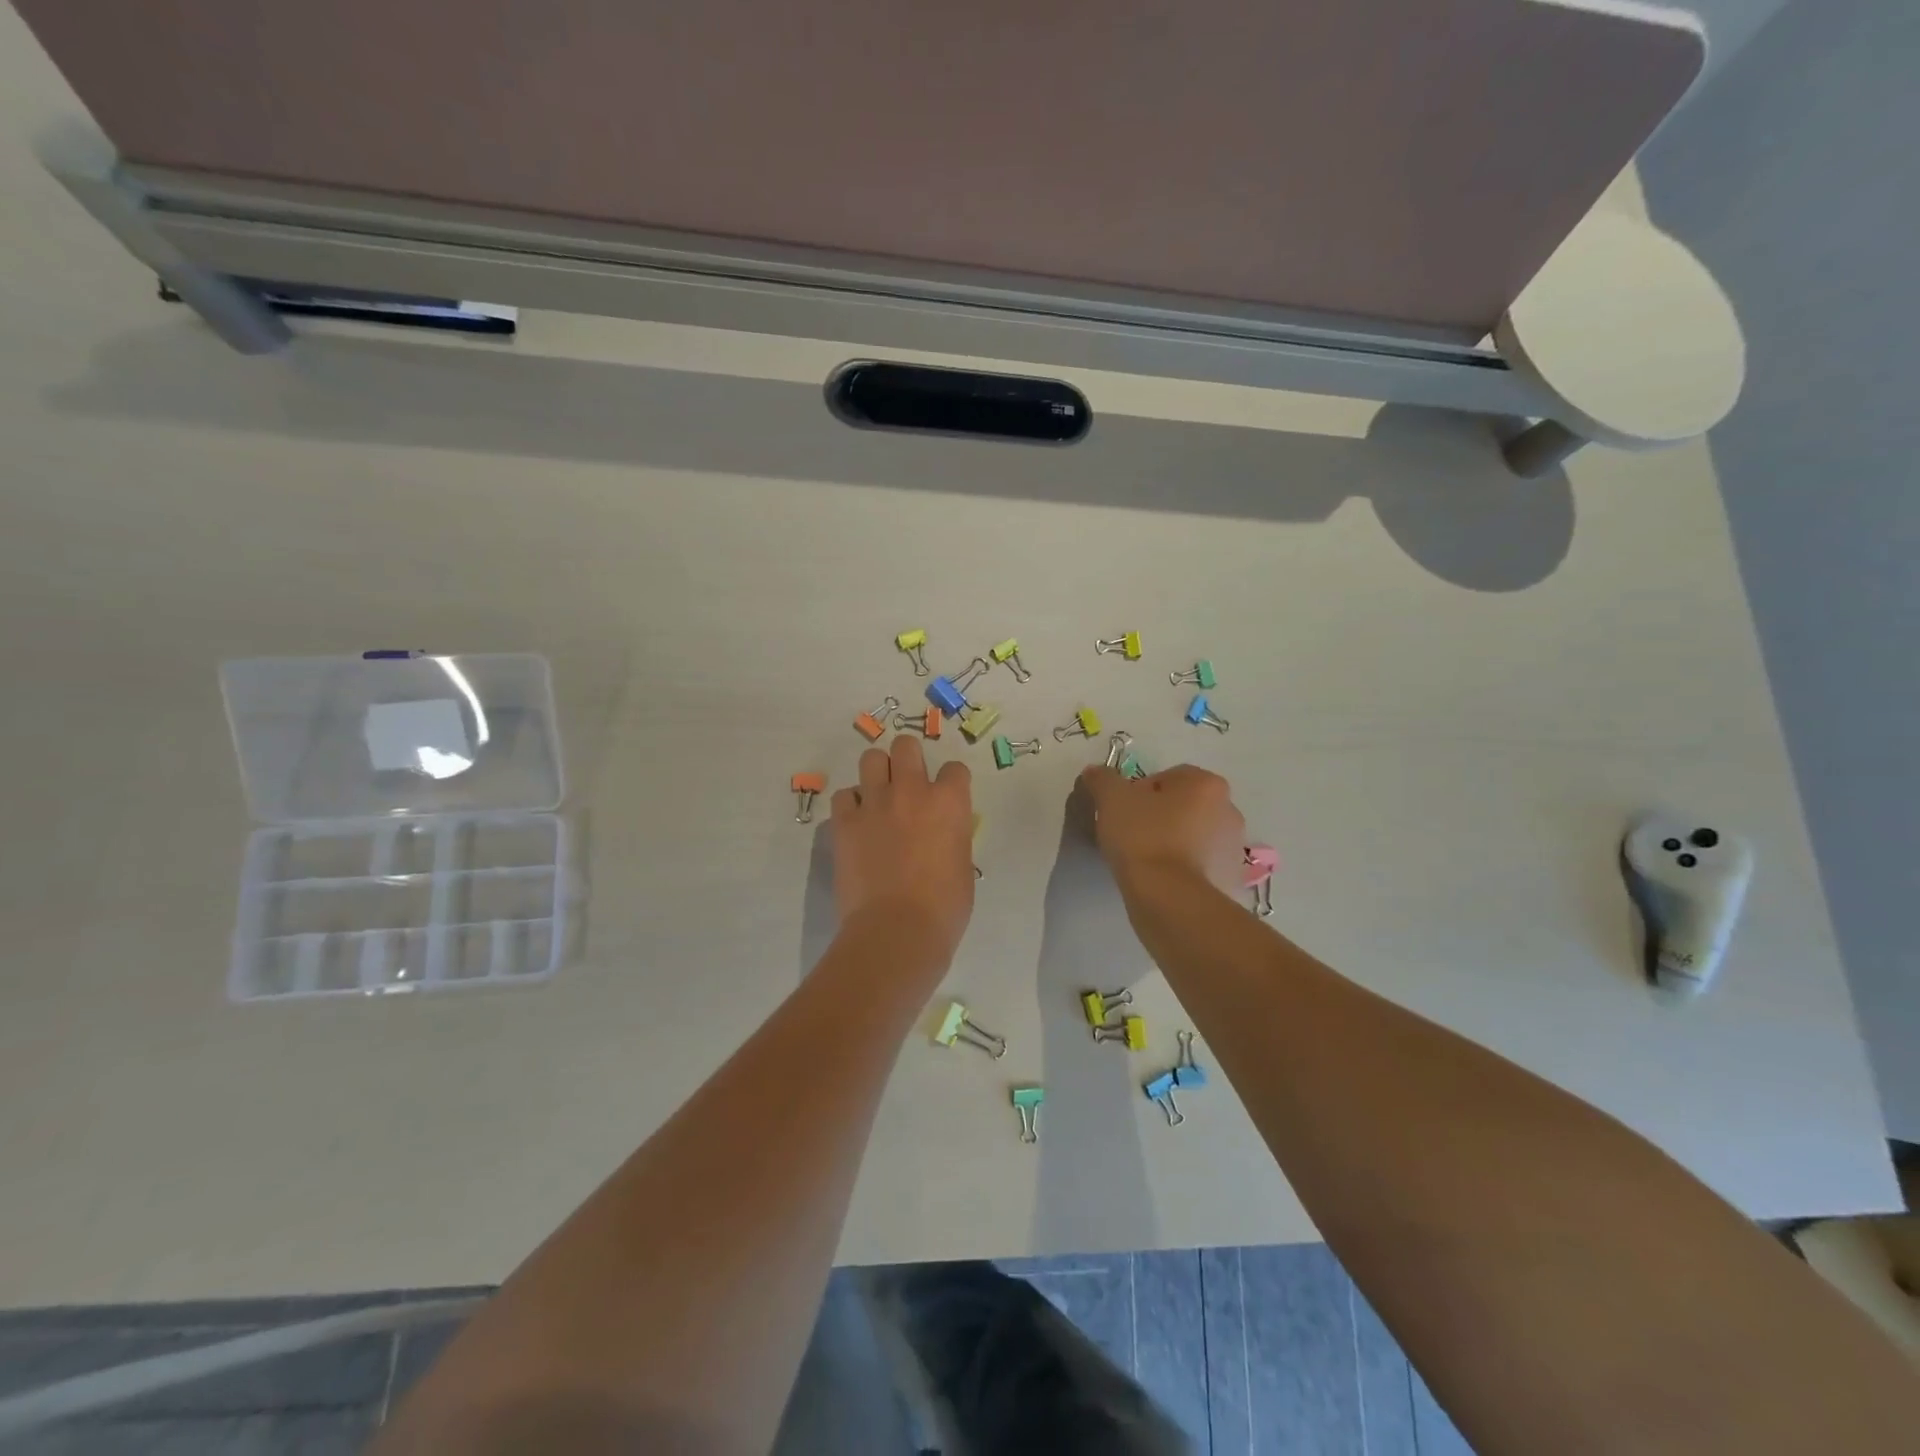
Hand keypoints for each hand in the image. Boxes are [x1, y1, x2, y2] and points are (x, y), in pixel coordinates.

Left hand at [830, 735, 974, 959]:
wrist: (896, 931)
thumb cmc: (944, 908)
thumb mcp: (962, 866)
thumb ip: (953, 838)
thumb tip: (943, 834)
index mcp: (949, 802)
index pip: (955, 769)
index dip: (952, 783)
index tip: (948, 798)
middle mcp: (911, 791)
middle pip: (906, 746)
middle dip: (909, 759)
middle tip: (909, 784)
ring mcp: (874, 804)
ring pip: (871, 759)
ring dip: (877, 773)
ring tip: (879, 796)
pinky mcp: (844, 823)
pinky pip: (844, 796)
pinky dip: (851, 805)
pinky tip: (857, 822)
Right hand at [1077, 763, 1246, 896]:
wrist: (1170, 899)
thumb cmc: (1143, 838)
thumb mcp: (1112, 799)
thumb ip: (1103, 779)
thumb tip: (1095, 772)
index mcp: (1207, 784)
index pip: (1167, 778)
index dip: (1139, 792)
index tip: (1122, 812)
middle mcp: (1229, 810)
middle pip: (1184, 806)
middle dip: (1160, 816)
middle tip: (1130, 834)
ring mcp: (1233, 848)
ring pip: (1194, 836)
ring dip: (1174, 842)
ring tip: (1145, 861)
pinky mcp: (1230, 880)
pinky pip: (1200, 866)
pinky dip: (1184, 869)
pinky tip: (1161, 880)